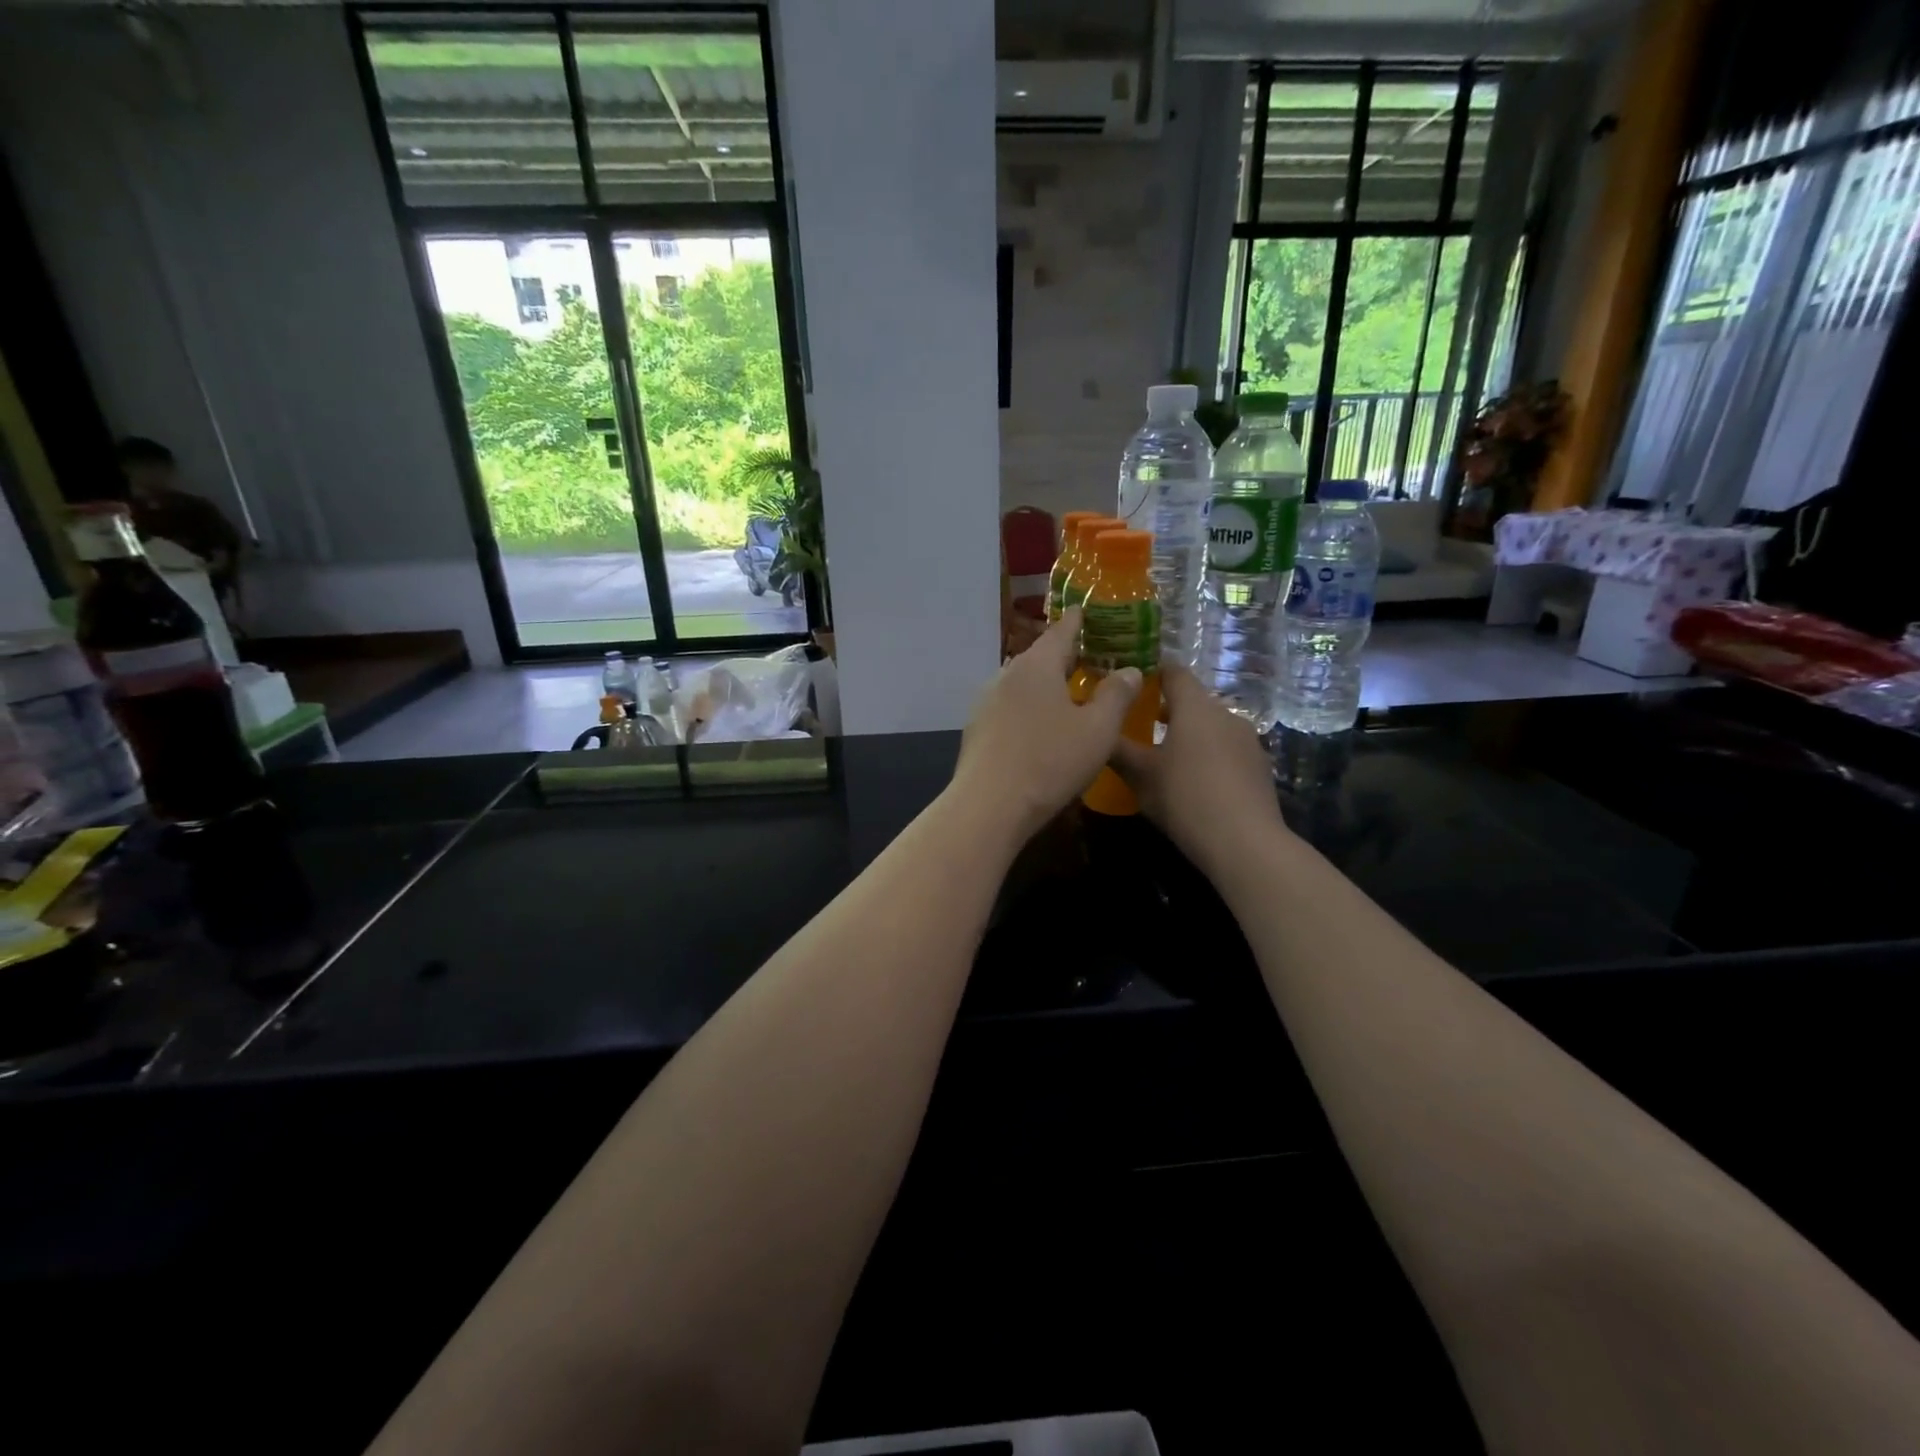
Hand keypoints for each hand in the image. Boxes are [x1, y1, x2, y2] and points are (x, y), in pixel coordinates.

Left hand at [952, 610, 1141, 840]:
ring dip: (1046, 685)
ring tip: (1069, 695)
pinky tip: (1040, 728)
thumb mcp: (1098, 730)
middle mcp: (1006, 675)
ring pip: (1023, 684)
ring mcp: (986, 703)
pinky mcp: (977, 730)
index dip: (1079, 621)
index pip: (1062, 631)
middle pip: (1040, 657)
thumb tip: (1130, 670)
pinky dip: (1029, 708)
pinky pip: (1010, 708)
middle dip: (1065, 656)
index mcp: (1037, 665)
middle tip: (1091, 658)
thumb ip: (1117, 695)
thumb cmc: (1050, 761)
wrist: (988, 805)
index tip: (1088, 611)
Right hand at [1111, 662, 1285, 871]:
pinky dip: (1209, 756)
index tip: (1132, 685)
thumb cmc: (1185, 798)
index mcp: (1195, 707)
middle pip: (1193, 701)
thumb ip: (1118, 748)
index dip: (1152, 673)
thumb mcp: (1140, 775)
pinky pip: (1227, 750)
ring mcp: (1248, 740)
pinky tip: (1195, 782)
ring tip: (1166, 758)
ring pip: (1212, 727)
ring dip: (1190, 735)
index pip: (1174, 672)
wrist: (1244, 842)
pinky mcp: (1260, 766)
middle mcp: (1225, 714)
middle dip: (1168, 710)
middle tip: (1140, 726)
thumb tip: (1098, 729)